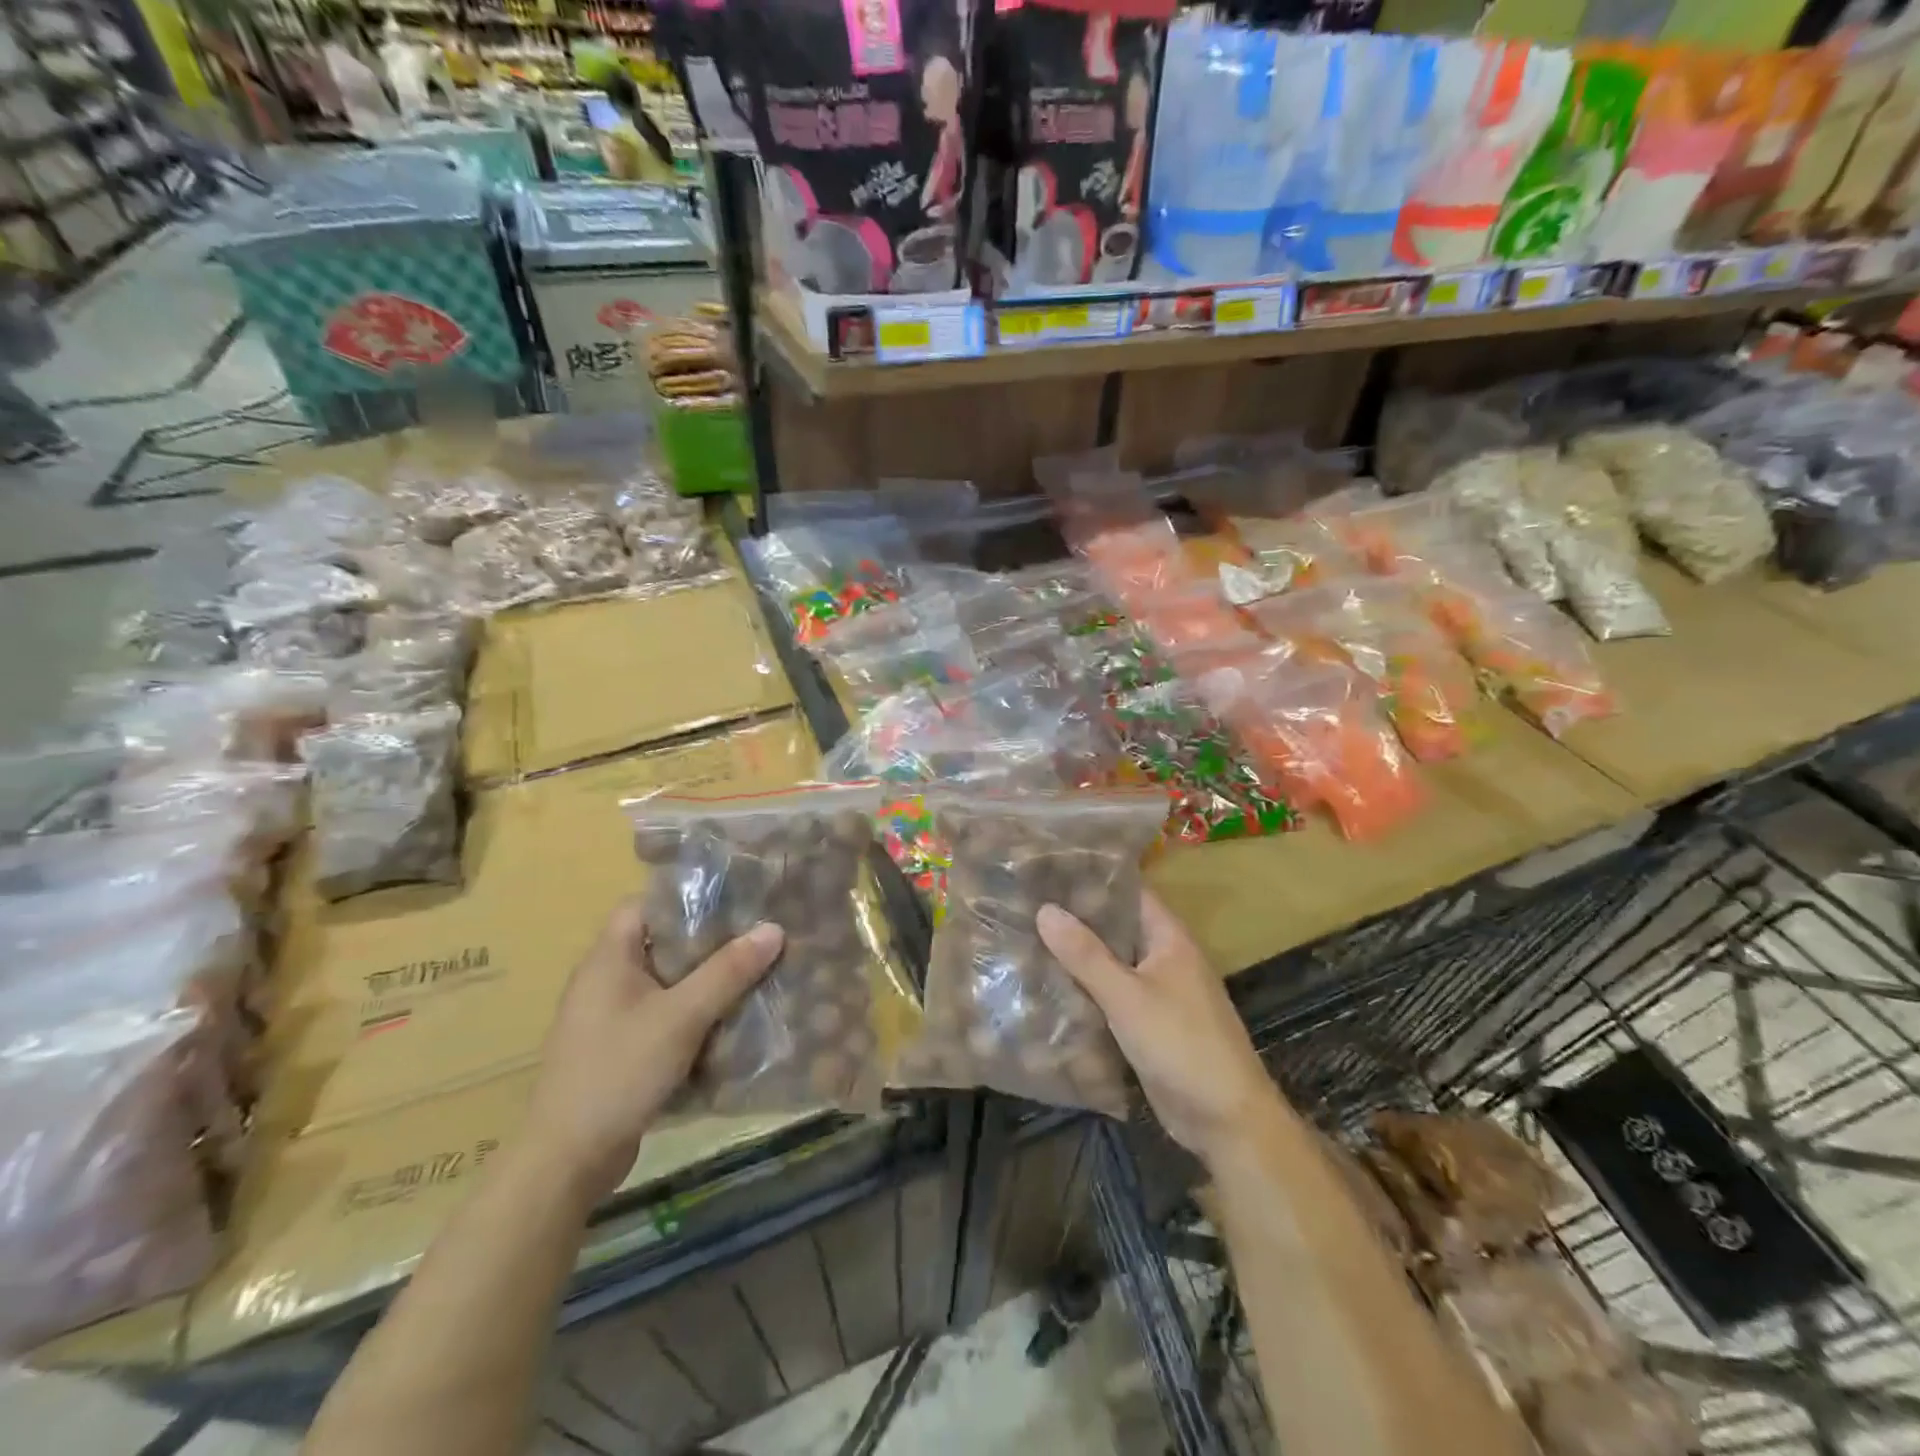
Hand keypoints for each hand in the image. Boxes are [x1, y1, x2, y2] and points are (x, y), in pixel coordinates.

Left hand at [524, 900, 783, 1203]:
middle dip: (708, 942)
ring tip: (752, 975)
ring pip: (665, 983)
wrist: (567, 1161)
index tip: (734, 902)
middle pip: (661, 944)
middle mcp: (604, 981)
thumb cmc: (619, 1072)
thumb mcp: (681, 1017)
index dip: (686, 898)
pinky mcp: (618, 1050)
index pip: (645, 904)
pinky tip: (728, 1022)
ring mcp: (609, 1018)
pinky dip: (692, 1015)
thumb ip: (728, 972)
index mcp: (608, 959)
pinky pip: (662, 1017)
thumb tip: (773, 928)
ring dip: (704, 982)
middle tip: (755, 938)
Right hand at [1038, 891, 1278, 1167]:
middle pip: (1116, 927)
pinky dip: (1084, 989)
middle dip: (1076, 917)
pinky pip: (1110, 995)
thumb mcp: (1128, 996)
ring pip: (1110, 962)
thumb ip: (1086, 954)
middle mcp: (1164, 957)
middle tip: (1025, 901)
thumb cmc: (1181, 1045)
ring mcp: (1157, 992)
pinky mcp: (1147, 1024)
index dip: (1093, 877)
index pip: (1129, 891)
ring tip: (1025, 935)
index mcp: (1169, 938)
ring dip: (1077, 955)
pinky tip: (1047, 985)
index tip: (1049, 866)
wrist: (1226, 1120)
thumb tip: (1044, 909)